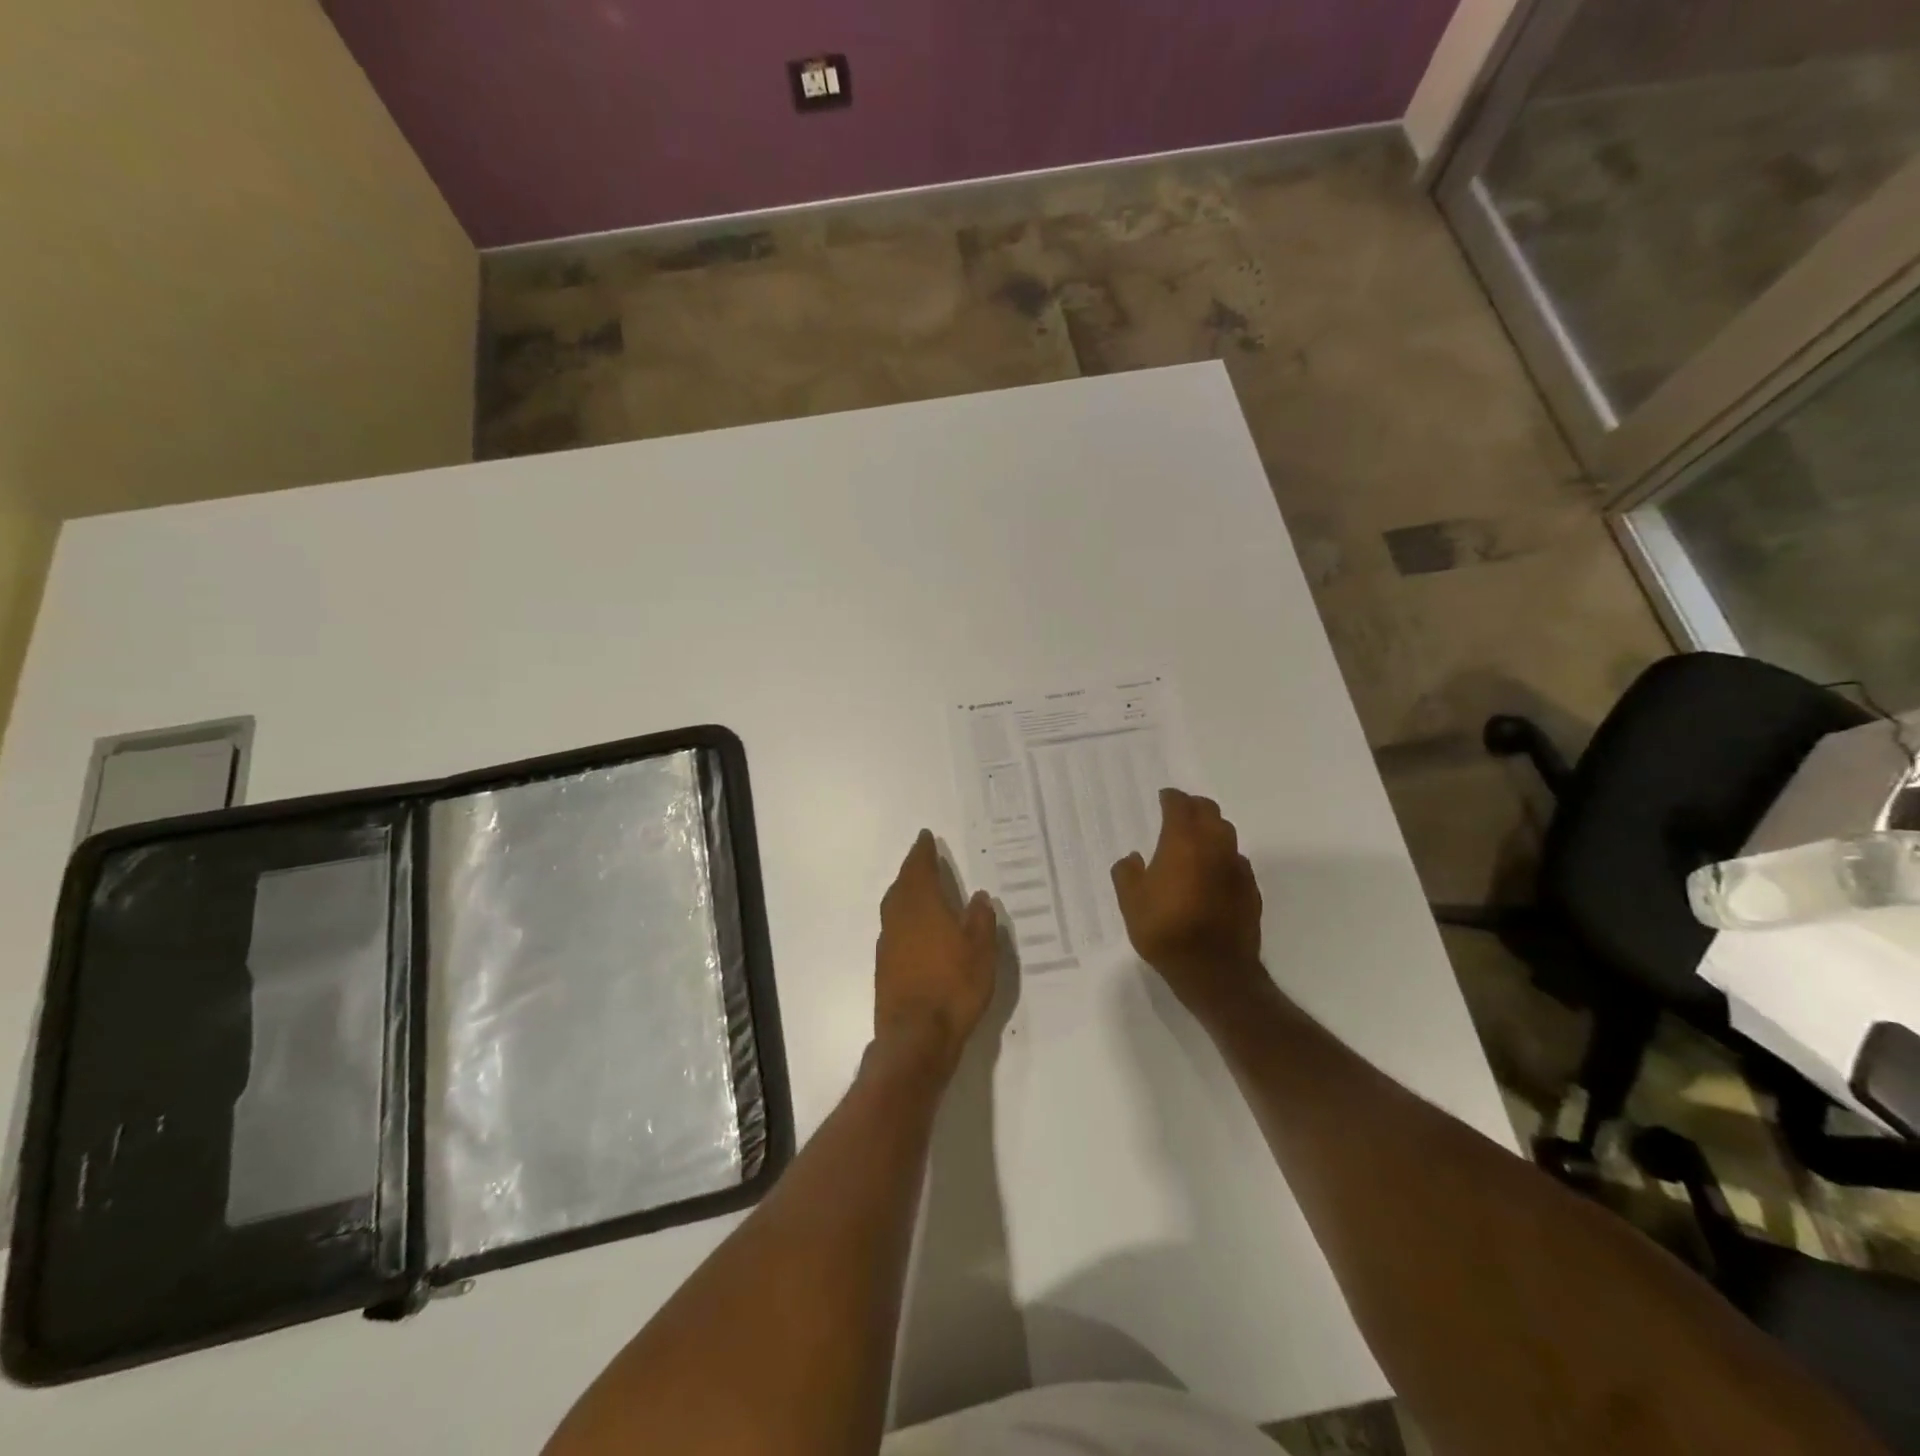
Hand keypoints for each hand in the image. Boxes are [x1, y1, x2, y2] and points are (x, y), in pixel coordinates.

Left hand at [875, 831, 996, 1072]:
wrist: (916, 1037)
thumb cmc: (954, 988)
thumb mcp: (981, 952)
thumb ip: (980, 921)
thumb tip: (978, 896)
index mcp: (923, 906)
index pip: (920, 869)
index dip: (923, 852)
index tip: (925, 837)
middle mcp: (900, 918)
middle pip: (902, 885)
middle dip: (912, 869)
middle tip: (922, 858)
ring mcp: (888, 943)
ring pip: (894, 906)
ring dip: (905, 891)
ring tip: (918, 888)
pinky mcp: (884, 966)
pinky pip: (893, 927)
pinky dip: (903, 917)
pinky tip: (914, 928)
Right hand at [1111, 789, 1264, 1016]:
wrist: (1213, 969)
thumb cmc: (1165, 930)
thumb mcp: (1131, 902)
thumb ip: (1127, 873)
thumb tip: (1133, 858)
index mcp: (1183, 841)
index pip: (1180, 805)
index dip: (1170, 798)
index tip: (1163, 797)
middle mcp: (1214, 846)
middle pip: (1209, 811)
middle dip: (1194, 807)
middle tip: (1179, 812)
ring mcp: (1237, 867)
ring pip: (1227, 834)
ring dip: (1211, 829)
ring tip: (1196, 840)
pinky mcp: (1251, 889)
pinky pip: (1236, 860)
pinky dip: (1222, 857)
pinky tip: (1212, 872)